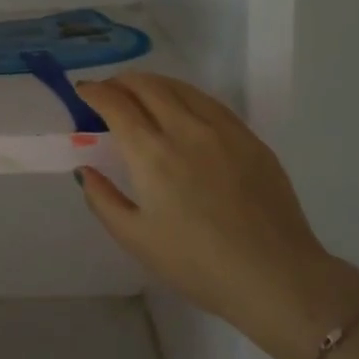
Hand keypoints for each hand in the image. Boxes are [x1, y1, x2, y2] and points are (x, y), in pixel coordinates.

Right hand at [74, 74, 358, 358]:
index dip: (95, 92)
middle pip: (148, 86)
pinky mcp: (250, 138)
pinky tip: (182, 108)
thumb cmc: (197, 264)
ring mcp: (223, 130)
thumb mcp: (136, 239)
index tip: (83, 91)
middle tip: (108, 90)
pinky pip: (210, 103)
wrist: (275, 277)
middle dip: (121, 81)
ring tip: (140, 93)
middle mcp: (186, 130)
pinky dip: (185, 95)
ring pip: (181, 88)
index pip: (116, 104)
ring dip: (153, 83)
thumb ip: (103, 199)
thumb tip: (85, 169)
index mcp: (152, 154)